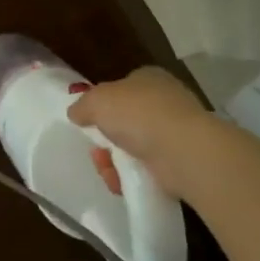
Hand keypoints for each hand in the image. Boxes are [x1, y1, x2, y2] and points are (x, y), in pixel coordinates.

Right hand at [69, 66, 212, 198]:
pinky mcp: (182, 162)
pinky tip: (121, 182)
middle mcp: (165, 101)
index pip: (122, 87)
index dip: (104, 104)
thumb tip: (76, 113)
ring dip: (114, 161)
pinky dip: (132, 177)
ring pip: (135, 147)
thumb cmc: (138, 114)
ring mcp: (176, 133)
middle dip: (106, 139)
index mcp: (149, 78)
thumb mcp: (97, 101)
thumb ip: (83, 105)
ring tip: (106, 170)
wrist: (183, 151)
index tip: (90, 122)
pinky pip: (148, 169)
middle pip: (126, 121)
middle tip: (96, 151)